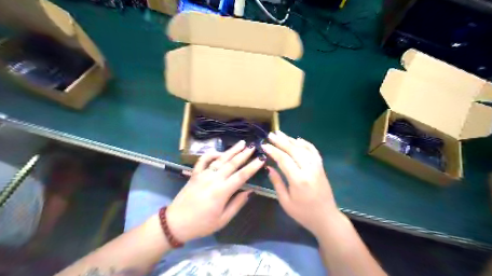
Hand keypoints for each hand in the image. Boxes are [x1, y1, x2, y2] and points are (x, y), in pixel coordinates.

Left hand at [166, 142, 266, 241]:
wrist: (176, 223)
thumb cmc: (201, 224)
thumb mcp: (223, 220)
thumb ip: (237, 204)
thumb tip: (250, 191)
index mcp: (221, 191)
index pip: (241, 176)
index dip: (253, 167)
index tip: (261, 159)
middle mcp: (213, 179)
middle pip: (232, 163)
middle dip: (244, 154)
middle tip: (254, 146)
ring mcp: (203, 174)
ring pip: (220, 159)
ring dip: (232, 150)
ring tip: (241, 143)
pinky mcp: (195, 174)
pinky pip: (203, 160)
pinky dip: (212, 154)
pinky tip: (220, 153)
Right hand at [263, 131, 340, 236]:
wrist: (326, 218)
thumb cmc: (303, 213)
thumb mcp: (285, 201)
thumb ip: (277, 182)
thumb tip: (269, 167)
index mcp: (298, 180)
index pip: (283, 159)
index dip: (273, 151)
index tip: (264, 145)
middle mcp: (309, 170)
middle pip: (293, 150)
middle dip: (281, 141)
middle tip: (271, 135)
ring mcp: (317, 167)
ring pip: (303, 148)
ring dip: (291, 140)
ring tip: (280, 134)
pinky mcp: (321, 167)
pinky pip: (314, 151)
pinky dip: (306, 144)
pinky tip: (298, 139)